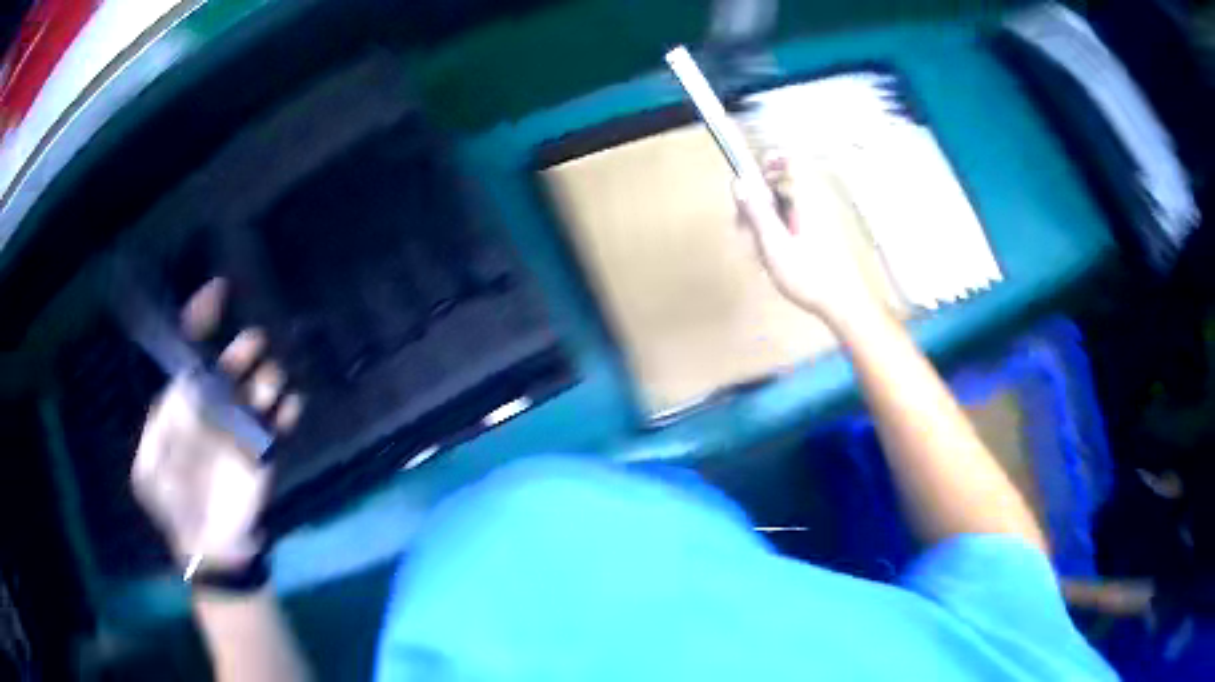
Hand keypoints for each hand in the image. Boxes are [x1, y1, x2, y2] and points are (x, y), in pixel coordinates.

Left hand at [131, 279, 304, 572]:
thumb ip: (158, 430)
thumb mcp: (149, 470)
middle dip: (243, 349)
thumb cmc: (173, 505)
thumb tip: (181, 389)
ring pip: (261, 384)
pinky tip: (287, 410)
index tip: (219, 290)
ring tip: (266, 389)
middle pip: (232, 363)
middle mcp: (214, 406)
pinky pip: (282, 421)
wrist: (209, 546)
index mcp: (183, 404)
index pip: (192, 352)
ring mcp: (242, 427)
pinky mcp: (265, 449)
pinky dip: (288, 410)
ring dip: (267, 378)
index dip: (201, 318)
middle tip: (251, 348)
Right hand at [734, 158, 878, 323]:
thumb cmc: (810, 276)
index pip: (789, 161)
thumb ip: (756, 212)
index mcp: (806, 199)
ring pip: (784, 205)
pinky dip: (777, 233)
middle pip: (781, 184)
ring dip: (765, 220)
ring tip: (756, 248)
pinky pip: (791, 222)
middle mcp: (814, 203)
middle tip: (743, 225)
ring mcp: (817, 220)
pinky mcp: (818, 235)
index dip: (767, 163)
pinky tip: (770, 257)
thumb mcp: (775, 245)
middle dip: (758, 199)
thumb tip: (739, 182)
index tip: (748, 177)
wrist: (843, 305)